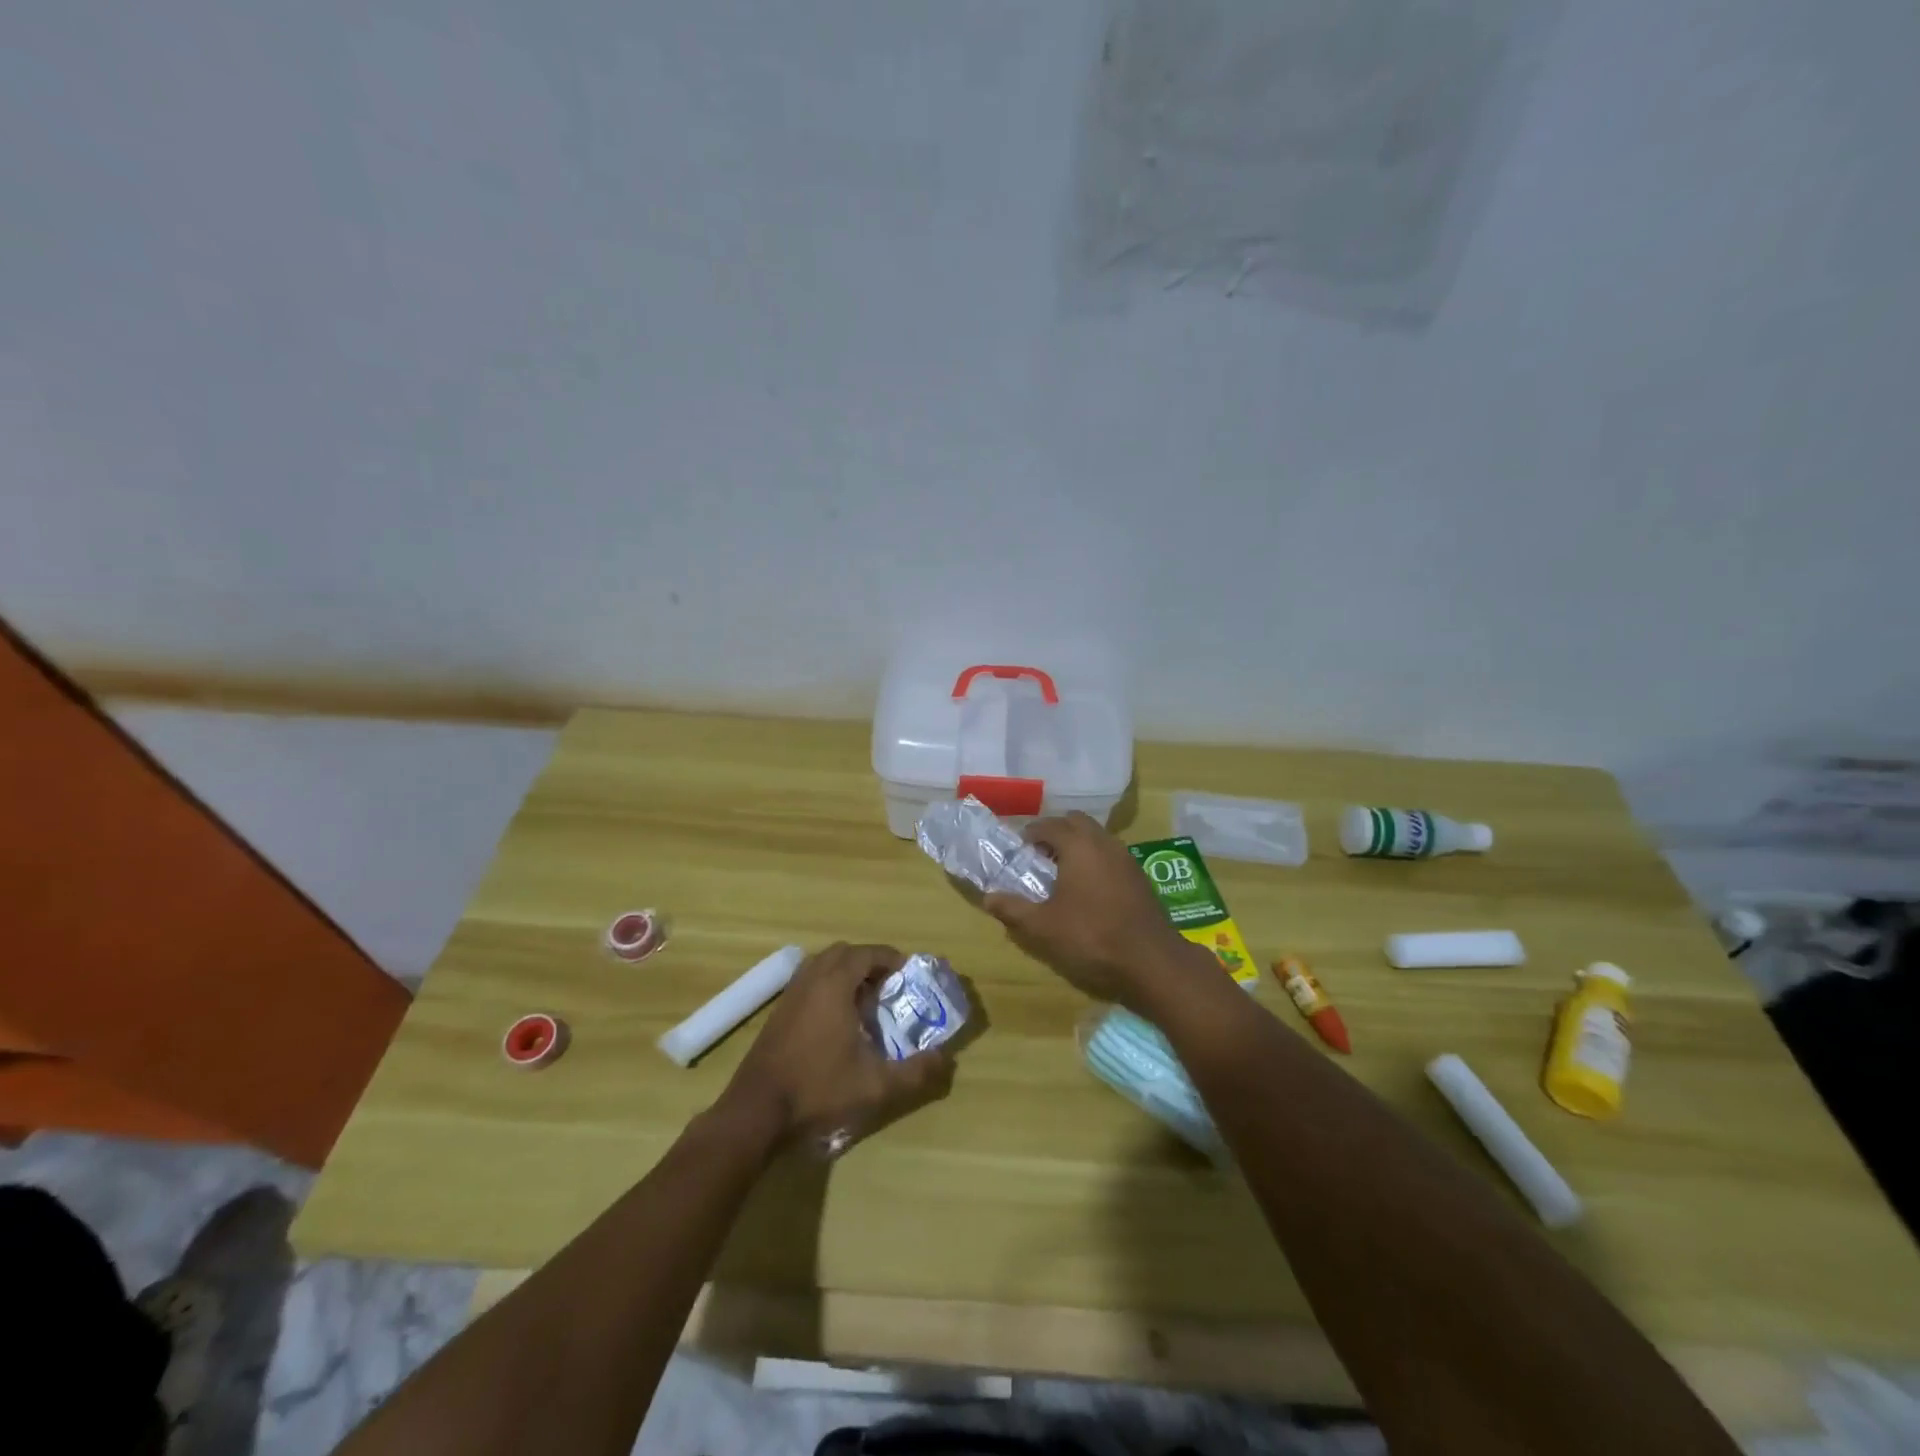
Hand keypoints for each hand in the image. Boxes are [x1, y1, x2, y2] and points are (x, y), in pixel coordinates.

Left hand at [720, 943, 953, 1146]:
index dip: (891, 959)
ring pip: (823, 964)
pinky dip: (828, 985)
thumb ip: (916, 1072)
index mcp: (835, 985)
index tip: (909, 974)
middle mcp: (811, 979)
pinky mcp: (778, 1011)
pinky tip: (838, 1019)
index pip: (867, 953)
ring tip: (866, 1000)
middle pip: (844, 953)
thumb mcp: (876, 1086)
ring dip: (846, 972)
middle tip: (889, 986)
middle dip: (869, 962)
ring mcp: (790, 993)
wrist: (757, 1111)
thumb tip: (946, 1060)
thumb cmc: (818, 1089)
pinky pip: (809, 981)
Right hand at [983, 812, 1213, 1012]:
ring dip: (1077, 845)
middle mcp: (1104, 842)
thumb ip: (1013, 909)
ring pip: (1096, 837)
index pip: (1049, 825)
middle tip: (1039, 856)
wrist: (1152, 961)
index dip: (1030, 834)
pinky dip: (1095, 860)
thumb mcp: (1043, 927)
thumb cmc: (1091, 937)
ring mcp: (1126, 858)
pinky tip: (1088, 889)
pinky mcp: (1139, 876)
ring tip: (1061, 873)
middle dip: (1056, 833)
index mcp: (1078, 845)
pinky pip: (1110, 854)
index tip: (1018, 850)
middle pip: (1076, 822)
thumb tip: (988, 898)